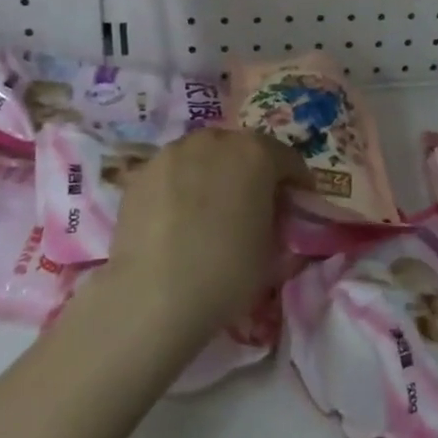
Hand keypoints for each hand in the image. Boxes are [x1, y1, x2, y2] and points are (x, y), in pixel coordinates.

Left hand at [104, 128, 308, 335]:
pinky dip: (182, 187)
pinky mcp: (140, 174)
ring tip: (211, 209)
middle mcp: (214, 140)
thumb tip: (270, 215)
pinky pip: (173, 173)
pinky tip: (179, 218)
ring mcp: (172, 154)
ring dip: (215, 174)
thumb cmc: (228, 272)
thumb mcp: (274, 249)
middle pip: (243, 149)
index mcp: (256, 153)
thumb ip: (278, 219)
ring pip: (204, 156)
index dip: (296, 184)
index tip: (296, 207)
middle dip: (253, 172)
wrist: (153, 298)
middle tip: (254, 206)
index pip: (288, 159)